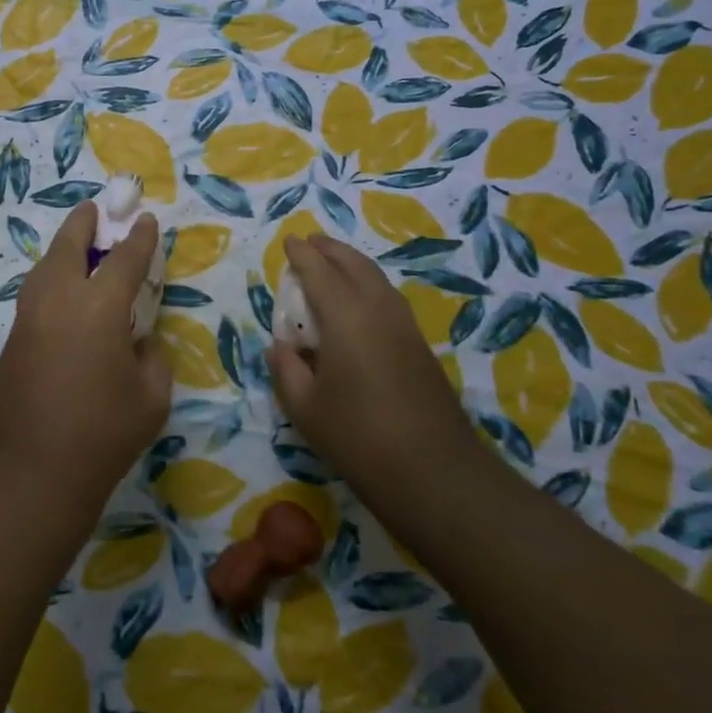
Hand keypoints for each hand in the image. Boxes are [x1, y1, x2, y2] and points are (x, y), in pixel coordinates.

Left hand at [0, 202, 172, 519]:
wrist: (35, 469)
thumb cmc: (106, 433)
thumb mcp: (152, 395)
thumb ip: (150, 356)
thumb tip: (137, 341)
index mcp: (100, 307)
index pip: (124, 259)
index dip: (138, 238)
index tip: (144, 220)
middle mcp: (60, 299)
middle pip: (70, 245)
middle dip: (84, 222)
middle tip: (94, 208)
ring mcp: (29, 317)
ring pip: (45, 267)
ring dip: (62, 250)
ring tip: (76, 247)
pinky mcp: (12, 339)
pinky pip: (35, 295)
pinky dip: (50, 281)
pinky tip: (60, 294)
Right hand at [267, 235, 476, 487]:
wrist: (432, 471)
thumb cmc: (357, 436)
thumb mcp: (305, 407)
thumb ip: (286, 369)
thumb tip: (279, 346)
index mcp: (345, 318)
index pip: (319, 273)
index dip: (301, 255)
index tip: (289, 241)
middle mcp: (378, 310)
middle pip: (355, 265)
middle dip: (331, 249)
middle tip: (311, 242)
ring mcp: (405, 327)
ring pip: (377, 279)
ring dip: (353, 264)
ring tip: (334, 263)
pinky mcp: (420, 346)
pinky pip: (389, 299)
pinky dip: (369, 285)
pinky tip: (361, 302)